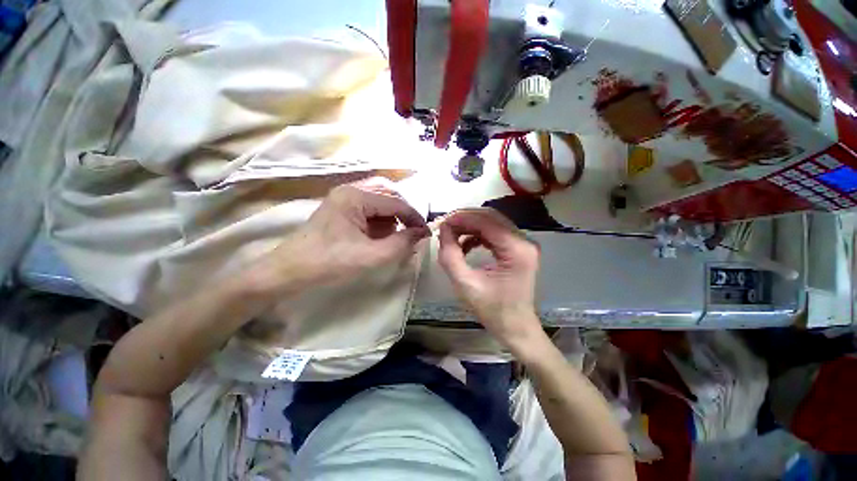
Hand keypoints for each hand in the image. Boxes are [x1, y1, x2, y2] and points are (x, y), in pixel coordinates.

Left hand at [258, 179, 429, 293]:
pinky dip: (380, 222)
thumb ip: (401, 243)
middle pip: (388, 196)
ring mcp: (344, 199)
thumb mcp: (372, 256)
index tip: (426, 233)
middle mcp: (350, 190)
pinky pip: (368, 210)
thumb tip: (422, 233)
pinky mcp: (341, 209)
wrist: (290, 272)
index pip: (395, 202)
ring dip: (392, 218)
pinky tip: (382, 236)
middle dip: (403, 215)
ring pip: (379, 202)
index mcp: (356, 197)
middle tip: (413, 232)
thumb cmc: (330, 263)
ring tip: (398, 236)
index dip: (414, 217)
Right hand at [438, 208, 542, 347]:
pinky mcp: (518, 248)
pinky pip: (495, 233)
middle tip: (444, 226)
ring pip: (492, 223)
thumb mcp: (465, 284)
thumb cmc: (493, 311)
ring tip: (451, 235)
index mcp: (516, 249)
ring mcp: (523, 244)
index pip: (486, 221)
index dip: (461, 218)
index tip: (441, 223)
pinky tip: (465, 245)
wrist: (516, 328)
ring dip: (470, 226)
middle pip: (490, 217)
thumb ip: (450, 256)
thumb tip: (443, 231)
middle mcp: (524, 241)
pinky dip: (477, 235)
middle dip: (464, 219)